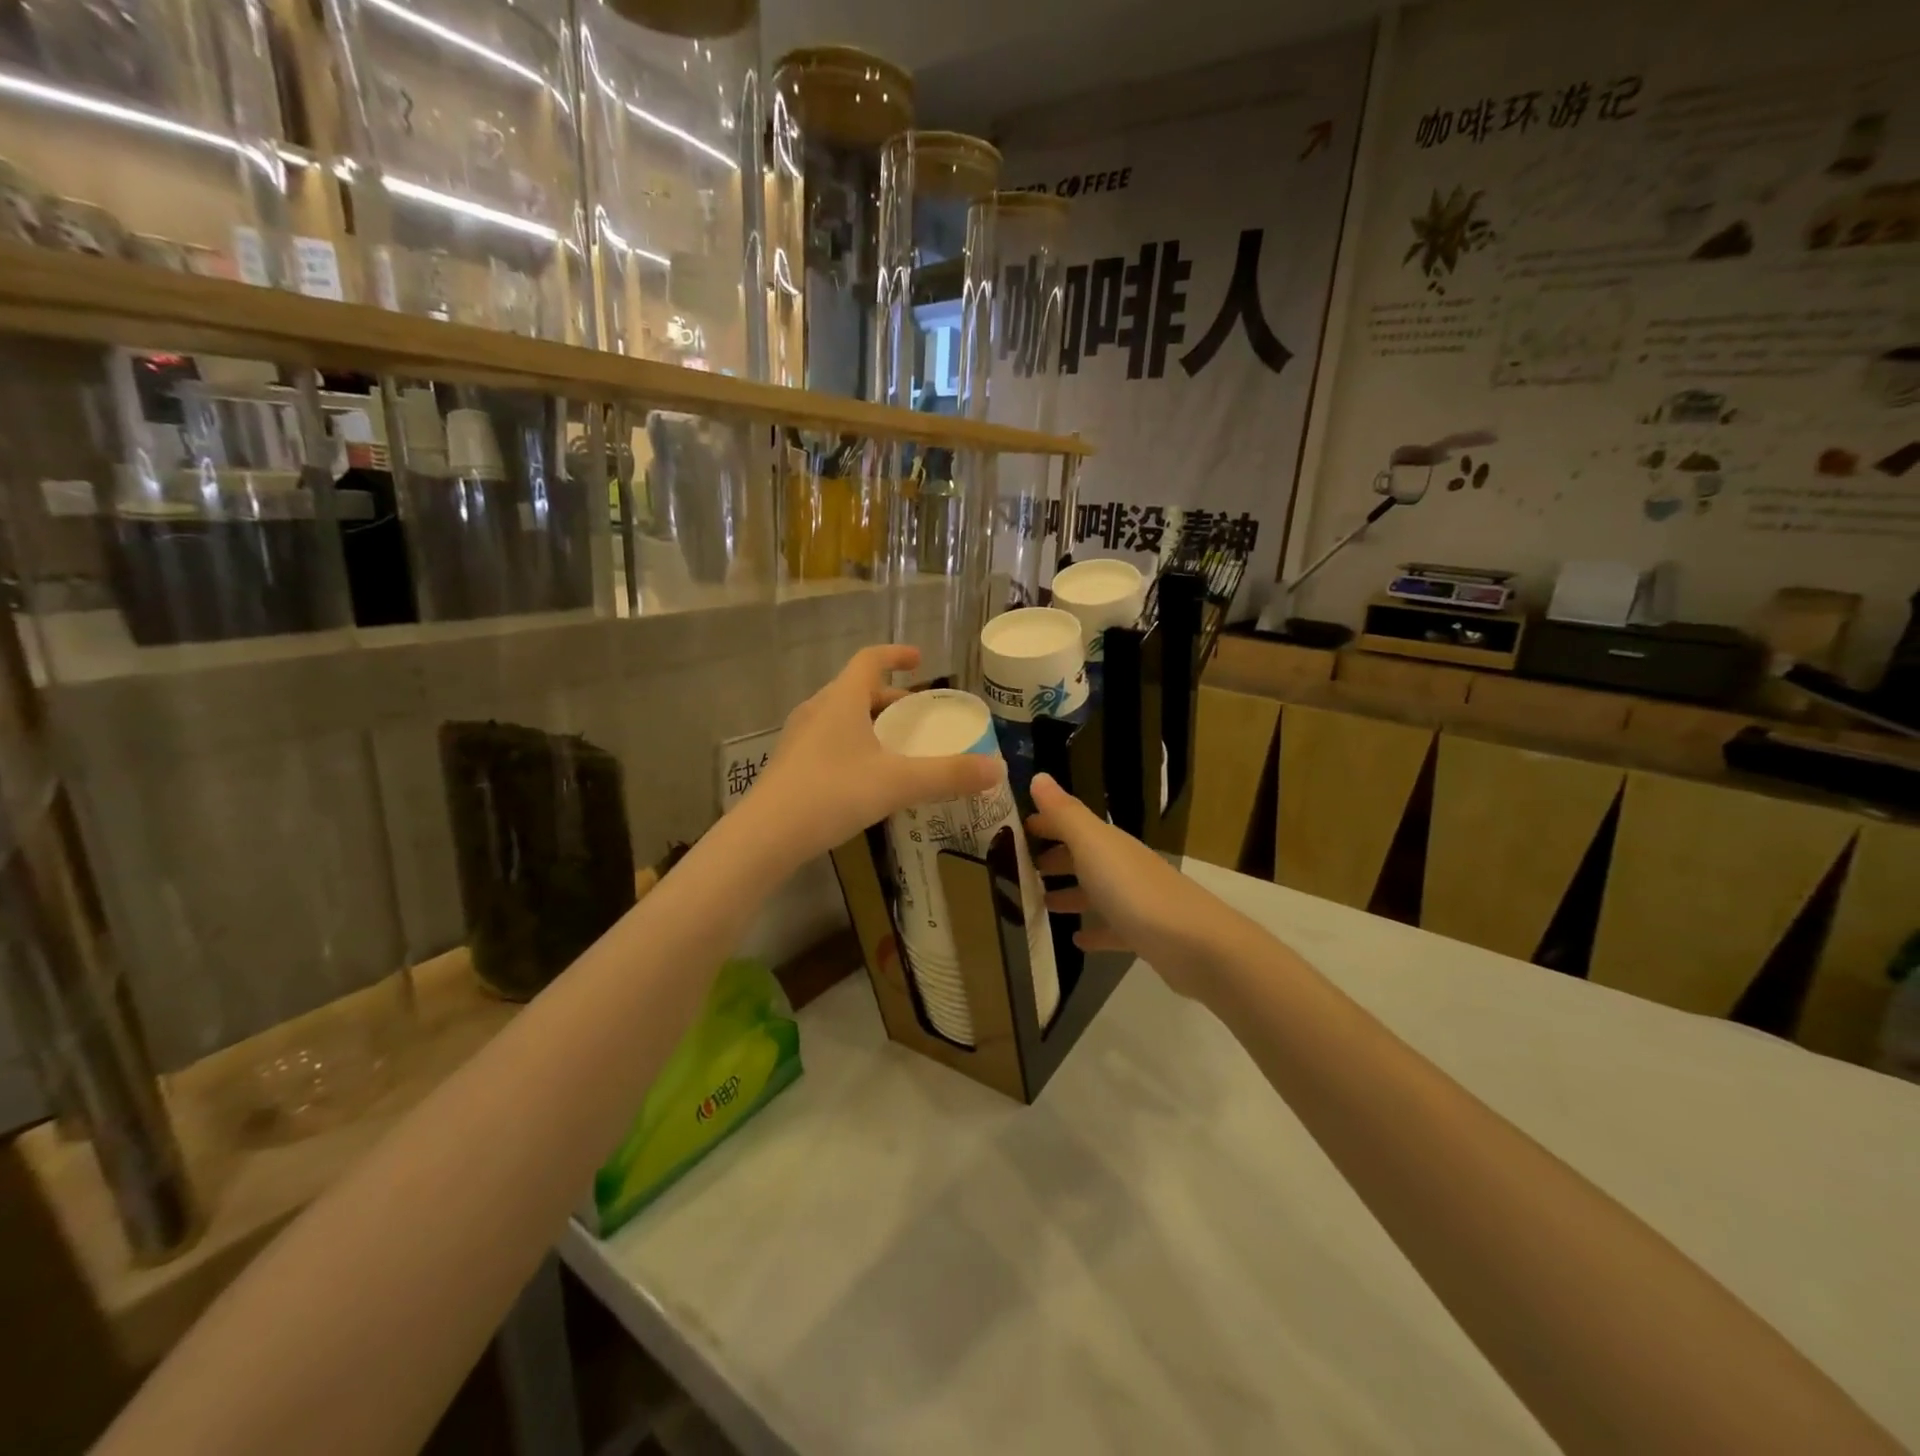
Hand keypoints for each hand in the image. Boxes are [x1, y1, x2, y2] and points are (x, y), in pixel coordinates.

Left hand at [748, 646, 1001, 863]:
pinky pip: (830, 741)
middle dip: (890, 698)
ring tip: (896, 746)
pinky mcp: (791, 765)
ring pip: (842, 717)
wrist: (765, 836)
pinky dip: (854, 745)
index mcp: (841, 700)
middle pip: (857, 690)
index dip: (896, 654)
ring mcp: (800, 738)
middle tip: (918, 715)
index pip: (870, 660)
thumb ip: (948, 775)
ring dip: (871, 723)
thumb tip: (997, 770)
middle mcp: (817, 710)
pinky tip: (867, 777)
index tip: (919, 659)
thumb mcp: (897, 783)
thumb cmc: (831, 794)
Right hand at [1027, 773, 1240, 999]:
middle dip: (1054, 858)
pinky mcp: (1143, 934)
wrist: (1195, 944)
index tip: (1015, 829)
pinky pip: (1111, 928)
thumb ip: (1065, 813)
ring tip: (1041, 903)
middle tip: (1021, 869)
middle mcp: (1122, 865)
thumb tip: (1039, 776)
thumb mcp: (1093, 845)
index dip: (1046, 823)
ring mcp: (1135, 900)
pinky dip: (1094, 930)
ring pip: (1095, 891)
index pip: (1072, 823)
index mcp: (1108, 843)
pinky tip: (1077, 940)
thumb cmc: (1134, 890)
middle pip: (1083, 857)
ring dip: (1070, 893)